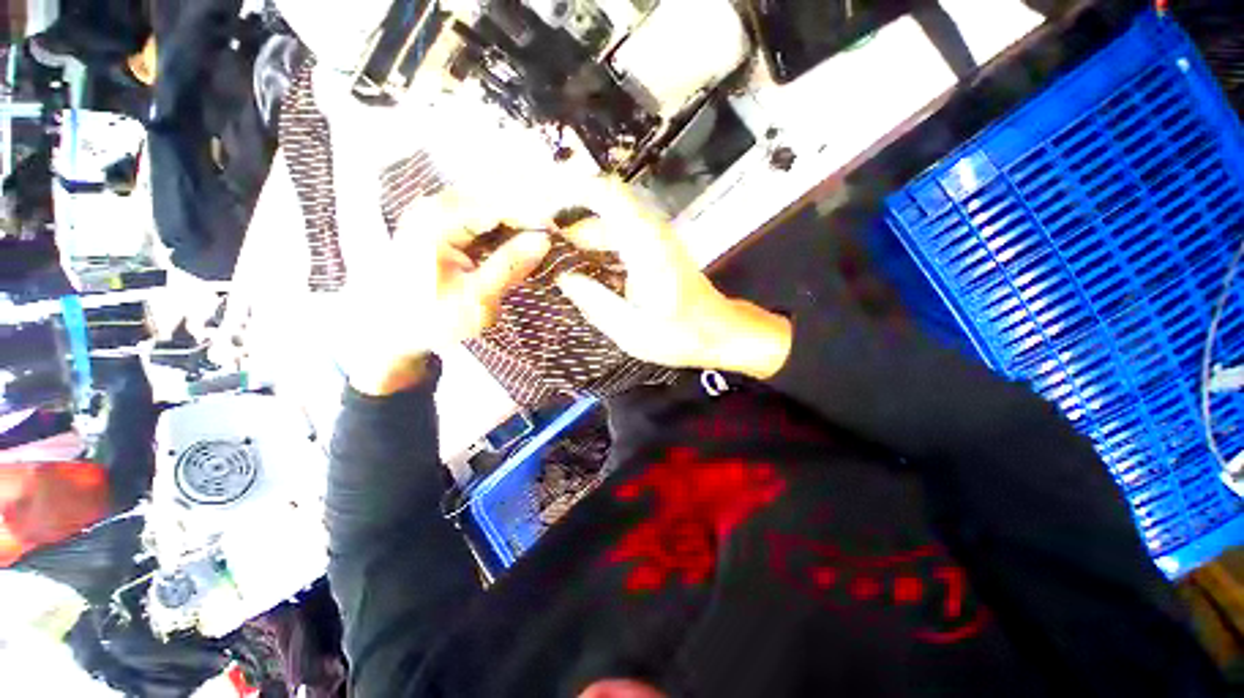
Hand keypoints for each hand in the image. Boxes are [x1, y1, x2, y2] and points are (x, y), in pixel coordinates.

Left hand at [342, 191, 550, 394]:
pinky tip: (522, 237)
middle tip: (558, 231)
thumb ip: (509, 266)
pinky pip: (482, 213)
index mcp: (437, 223)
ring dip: (519, 216)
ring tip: (546, 232)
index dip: (534, 214)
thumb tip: (544, 240)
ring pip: (490, 201)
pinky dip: (505, 224)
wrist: (393, 327)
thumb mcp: (476, 299)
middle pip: (494, 195)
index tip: (561, 230)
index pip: (498, 205)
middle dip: (529, 210)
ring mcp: (437, 210)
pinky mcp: (442, 221)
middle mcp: (435, 206)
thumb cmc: (431, 318)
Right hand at [556, 180, 792, 379]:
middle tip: (539, 249)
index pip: (606, 194)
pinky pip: (619, 238)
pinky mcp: (655, 251)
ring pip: (609, 224)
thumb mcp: (631, 330)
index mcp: (644, 244)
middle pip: (602, 208)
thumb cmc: (681, 335)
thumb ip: (595, 302)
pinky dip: (597, 249)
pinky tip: (584, 273)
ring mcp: (654, 241)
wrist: (720, 332)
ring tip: (555, 263)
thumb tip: (564, 277)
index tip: (540, 211)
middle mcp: (649, 233)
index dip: (570, 192)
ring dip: (581, 238)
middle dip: (568, 223)